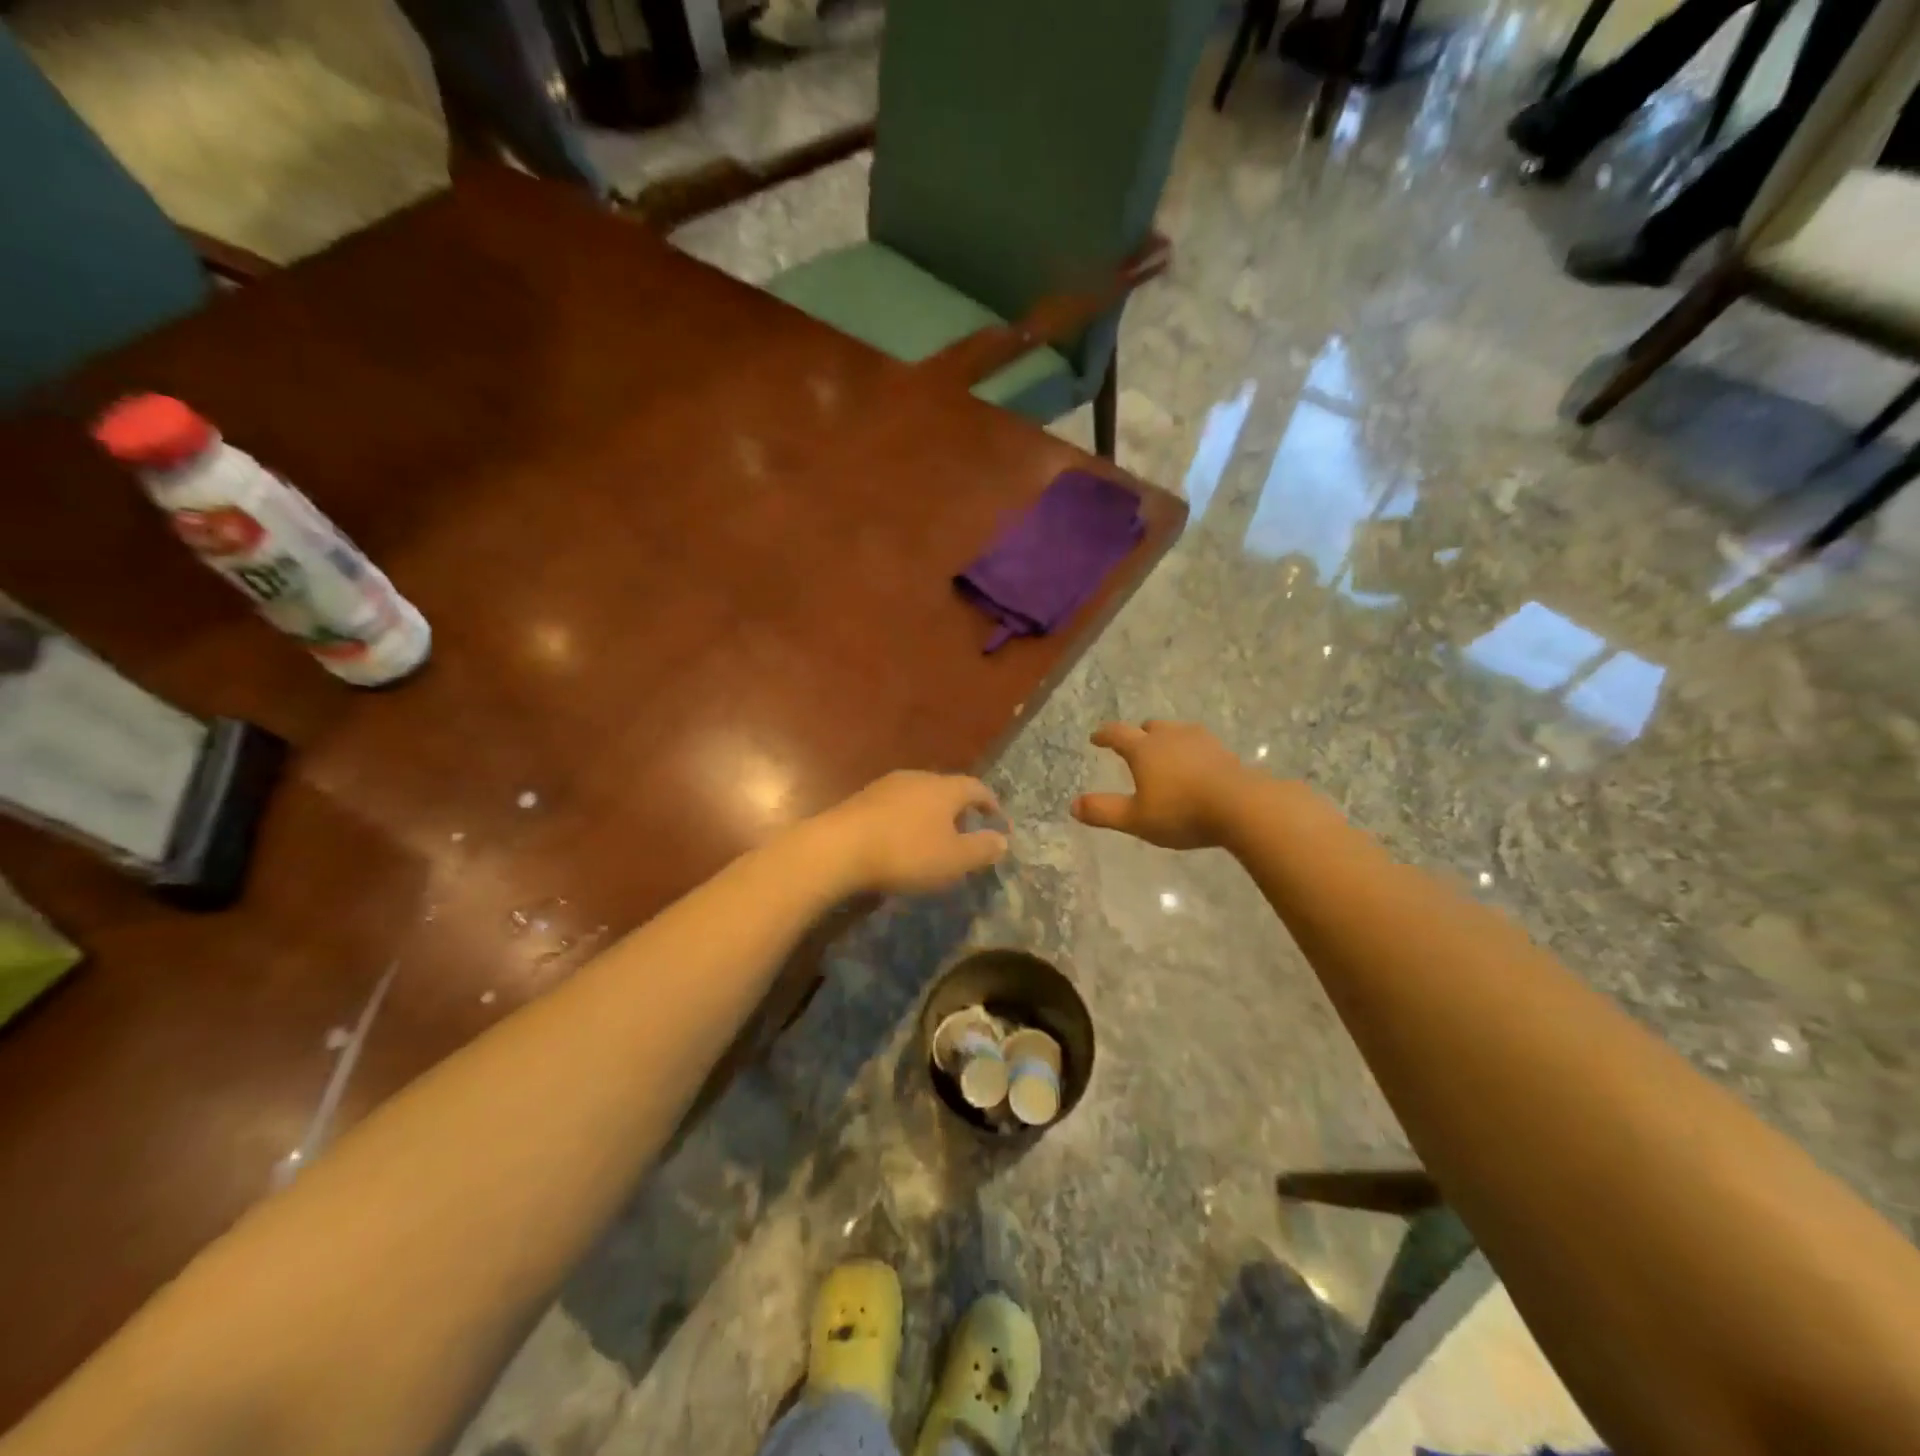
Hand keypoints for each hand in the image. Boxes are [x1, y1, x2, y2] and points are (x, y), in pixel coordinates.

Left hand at [806, 771, 1007, 894]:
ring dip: (930, 814)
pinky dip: (906, 820)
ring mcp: (887, 786)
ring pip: (919, 796)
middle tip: (966, 829)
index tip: (997, 819)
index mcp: (945, 788)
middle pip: (946, 788)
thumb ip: (982, 849)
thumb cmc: (906, 853)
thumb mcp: (953, 859)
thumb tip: (1002, 839)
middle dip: (959, 808)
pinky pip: (895, 806)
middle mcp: (918, 778)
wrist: (839, 848)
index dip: (990, 803)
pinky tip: (901, 839)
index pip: (976, 788)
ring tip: (933, 837)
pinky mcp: (862, 799)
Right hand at [1072, 721, 1248, 849]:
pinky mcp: (1224, 752)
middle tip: (1134, 746)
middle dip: (1139, 734)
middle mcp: (1170, 736)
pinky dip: (1190, 751)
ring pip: (1177, 731)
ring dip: (1166, 739)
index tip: (1095, 738)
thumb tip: (1073, 806)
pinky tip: (1195, 767)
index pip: (1117, 734)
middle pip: (1150, 726)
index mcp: (1144, 749)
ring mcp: (1201, 741)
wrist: (1242, 806)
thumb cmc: (1181, 812)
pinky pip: (1200, 744)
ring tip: (1165, 755)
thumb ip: (1104, 811)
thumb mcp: (1136, 819)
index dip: (1104, 735)